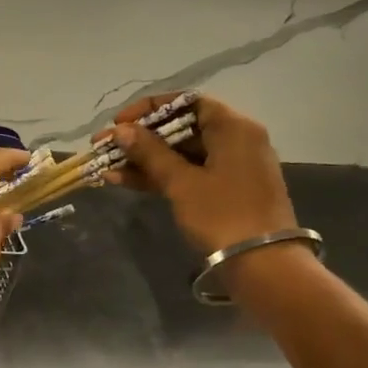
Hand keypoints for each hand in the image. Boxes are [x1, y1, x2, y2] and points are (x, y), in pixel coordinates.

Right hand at [105, 94, 297, 255]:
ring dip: (144, 160)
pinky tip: (125, 181)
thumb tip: (121, 131)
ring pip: (181, 154)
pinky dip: (160, 176)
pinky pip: (188, 173)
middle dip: (140, 138)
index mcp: (233, 127)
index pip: (187, 102)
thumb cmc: (223, 215)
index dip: (149, 109)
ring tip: (107, 168)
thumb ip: (150, 153)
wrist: (263, 265)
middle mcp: (236, 139)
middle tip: (105, 147)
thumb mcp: (182, 183)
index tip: (119, 124)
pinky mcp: (225, 190)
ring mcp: (231, 167)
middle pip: (182, 128)